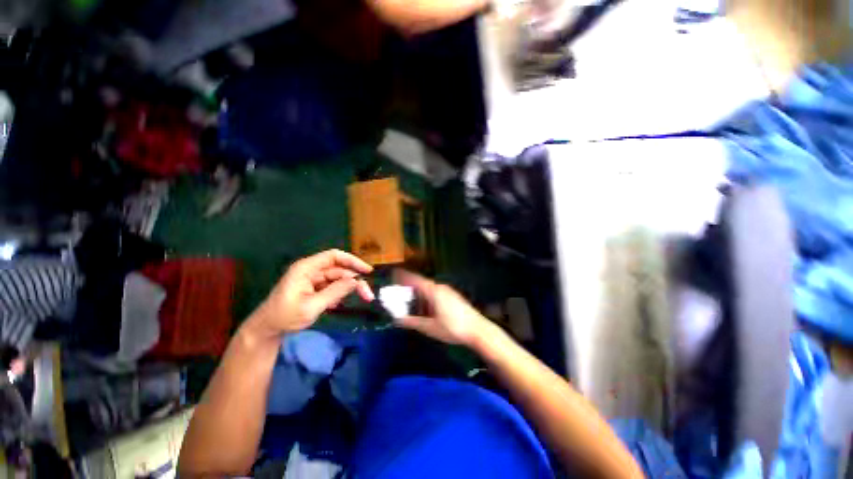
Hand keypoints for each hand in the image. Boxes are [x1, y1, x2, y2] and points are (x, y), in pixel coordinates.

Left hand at [250, 250, 373, 336]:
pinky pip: (332, 287)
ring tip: (350, 303)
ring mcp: (313, 279)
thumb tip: (356, 281)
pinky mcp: (314, 287)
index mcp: (307, 268)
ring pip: (338, 279)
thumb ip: (335, 292)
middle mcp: (311, 270)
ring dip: (347, 289)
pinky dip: (338, 294)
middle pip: (339, 269)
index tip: (367, 271)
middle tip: (368, 295)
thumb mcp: (312, 306)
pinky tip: (336, 305)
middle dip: (354, 281)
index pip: (334, 256)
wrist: (267, 329)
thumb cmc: (285, 316)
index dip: (353, 261)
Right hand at [393, 270, 491, 345]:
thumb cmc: (453, 328)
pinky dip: (428, 296)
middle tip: (400, 293)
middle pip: (422, 284)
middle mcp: (441, 288)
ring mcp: (449, 291)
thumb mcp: (430, 327)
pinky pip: (437, 292)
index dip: (405, 277)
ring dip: (420, 293)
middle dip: (411, 287)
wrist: (478, 330)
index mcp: (434, 291)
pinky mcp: (454, 297)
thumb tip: (398, 319)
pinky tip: (427, 307)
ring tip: (412, 301)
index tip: (395, 273)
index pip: (416, 280)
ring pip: (430, 288)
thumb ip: (413, 322)